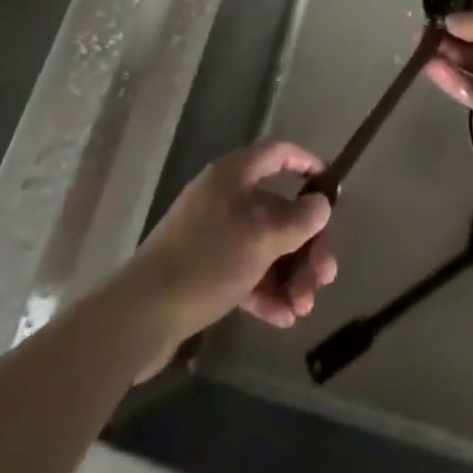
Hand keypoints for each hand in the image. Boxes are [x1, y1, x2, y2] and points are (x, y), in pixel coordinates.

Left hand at [124, 140, 337, 364]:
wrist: (142, 314)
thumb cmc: (207, 261)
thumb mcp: (261, 239)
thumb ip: (297, 221)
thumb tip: (321, 204)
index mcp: (234, 175)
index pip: (278, 153)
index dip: (306, 163)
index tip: (330, 189)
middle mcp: (225, 197)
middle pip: (277, 209)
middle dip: (306, 244)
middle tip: (324, 277)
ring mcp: (212, 233)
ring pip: (264, 245)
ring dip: (289, 273)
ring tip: (303, 308)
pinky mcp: (203, 269)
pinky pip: (245, 271)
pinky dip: (265, 291)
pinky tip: (282, 319)